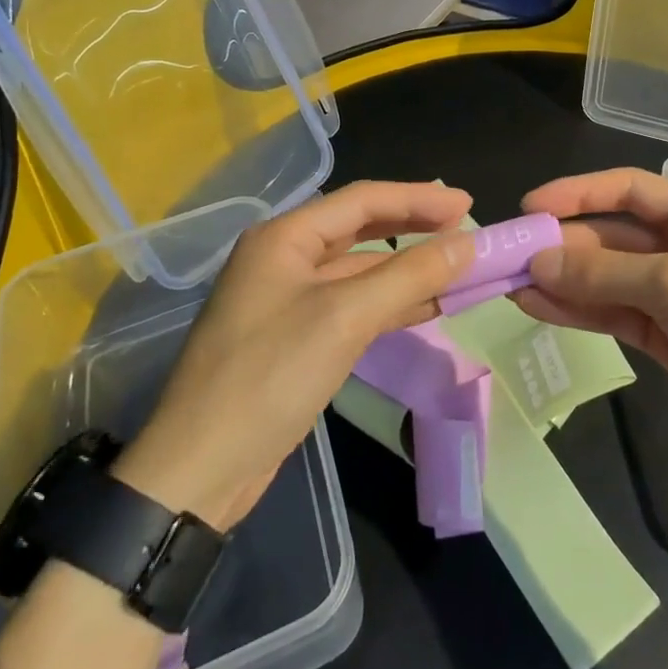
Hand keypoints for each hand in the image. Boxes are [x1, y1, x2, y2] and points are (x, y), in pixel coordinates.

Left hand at [115, 181, 473, 527]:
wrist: (199, 470)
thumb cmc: (269, 376)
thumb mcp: (345, 318)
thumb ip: (409, 274)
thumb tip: (468, 243)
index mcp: (284, 237)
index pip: (362, 200)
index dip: (418, 198)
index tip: (467, 205)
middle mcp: (284, 258)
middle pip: (361, 229)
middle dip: (414, 228)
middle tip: (465, 229)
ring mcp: (289, 299)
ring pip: (361, 270)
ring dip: (408, 268)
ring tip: (458, 268)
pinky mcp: (297, 337)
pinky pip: (354, 305)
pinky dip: (391, 302)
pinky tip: (428, 306)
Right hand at [514, 168, 667, 492]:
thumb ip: (604, 272)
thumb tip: (539, 259)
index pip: (628, 189)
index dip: (577, 193)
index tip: (529, 206)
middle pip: (614, 237)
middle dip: (564, 245)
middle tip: (508, 256)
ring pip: (610, 280)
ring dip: (564, 281)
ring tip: (510, 283)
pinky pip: (618, 316)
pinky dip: (581, 312)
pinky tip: (539, 307)